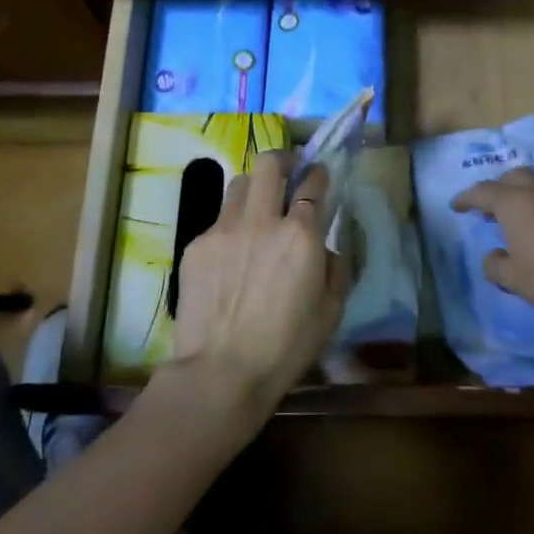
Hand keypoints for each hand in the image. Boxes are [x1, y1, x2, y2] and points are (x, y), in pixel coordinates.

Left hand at [168, 152, 345, 425]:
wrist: (221, 372)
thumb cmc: (286, 347)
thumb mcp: (331, 311)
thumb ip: (336, 268)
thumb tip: (328, 248)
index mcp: (301, 234)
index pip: (312, 183)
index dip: (318, 174)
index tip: (318, 176)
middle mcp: (263, 220)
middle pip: (269, 163)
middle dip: (282, 161)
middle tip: (287, 175)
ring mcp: (225, 229)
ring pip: (239, 184)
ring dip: (254, 190)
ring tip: (256, 211)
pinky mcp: (196, 244)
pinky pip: (217, 220)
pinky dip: (230, 227)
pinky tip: (231, 255)